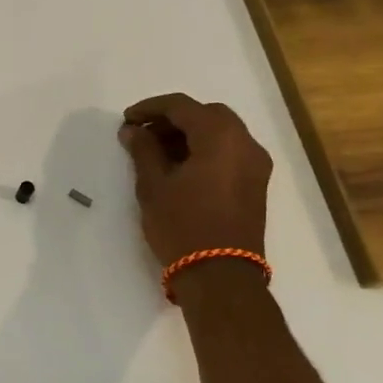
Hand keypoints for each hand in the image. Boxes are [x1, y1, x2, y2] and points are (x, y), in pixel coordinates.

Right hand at [118, 94, 270, 265]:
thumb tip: (133, 130)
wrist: (221, 276)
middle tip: (143, 134)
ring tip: (157, 152)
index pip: (182, 106)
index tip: (127, 120)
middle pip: (207, 114)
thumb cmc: (182, 226)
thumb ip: (143, 150)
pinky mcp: (256, 184)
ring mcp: (256, 164)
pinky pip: (229, 152)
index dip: (150, 108)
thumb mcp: (153, 186)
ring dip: (190, 134)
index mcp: (220, 137)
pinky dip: (205, 150)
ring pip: (221, 133)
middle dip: (173, 119)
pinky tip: (180, 167)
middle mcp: (245, 143)